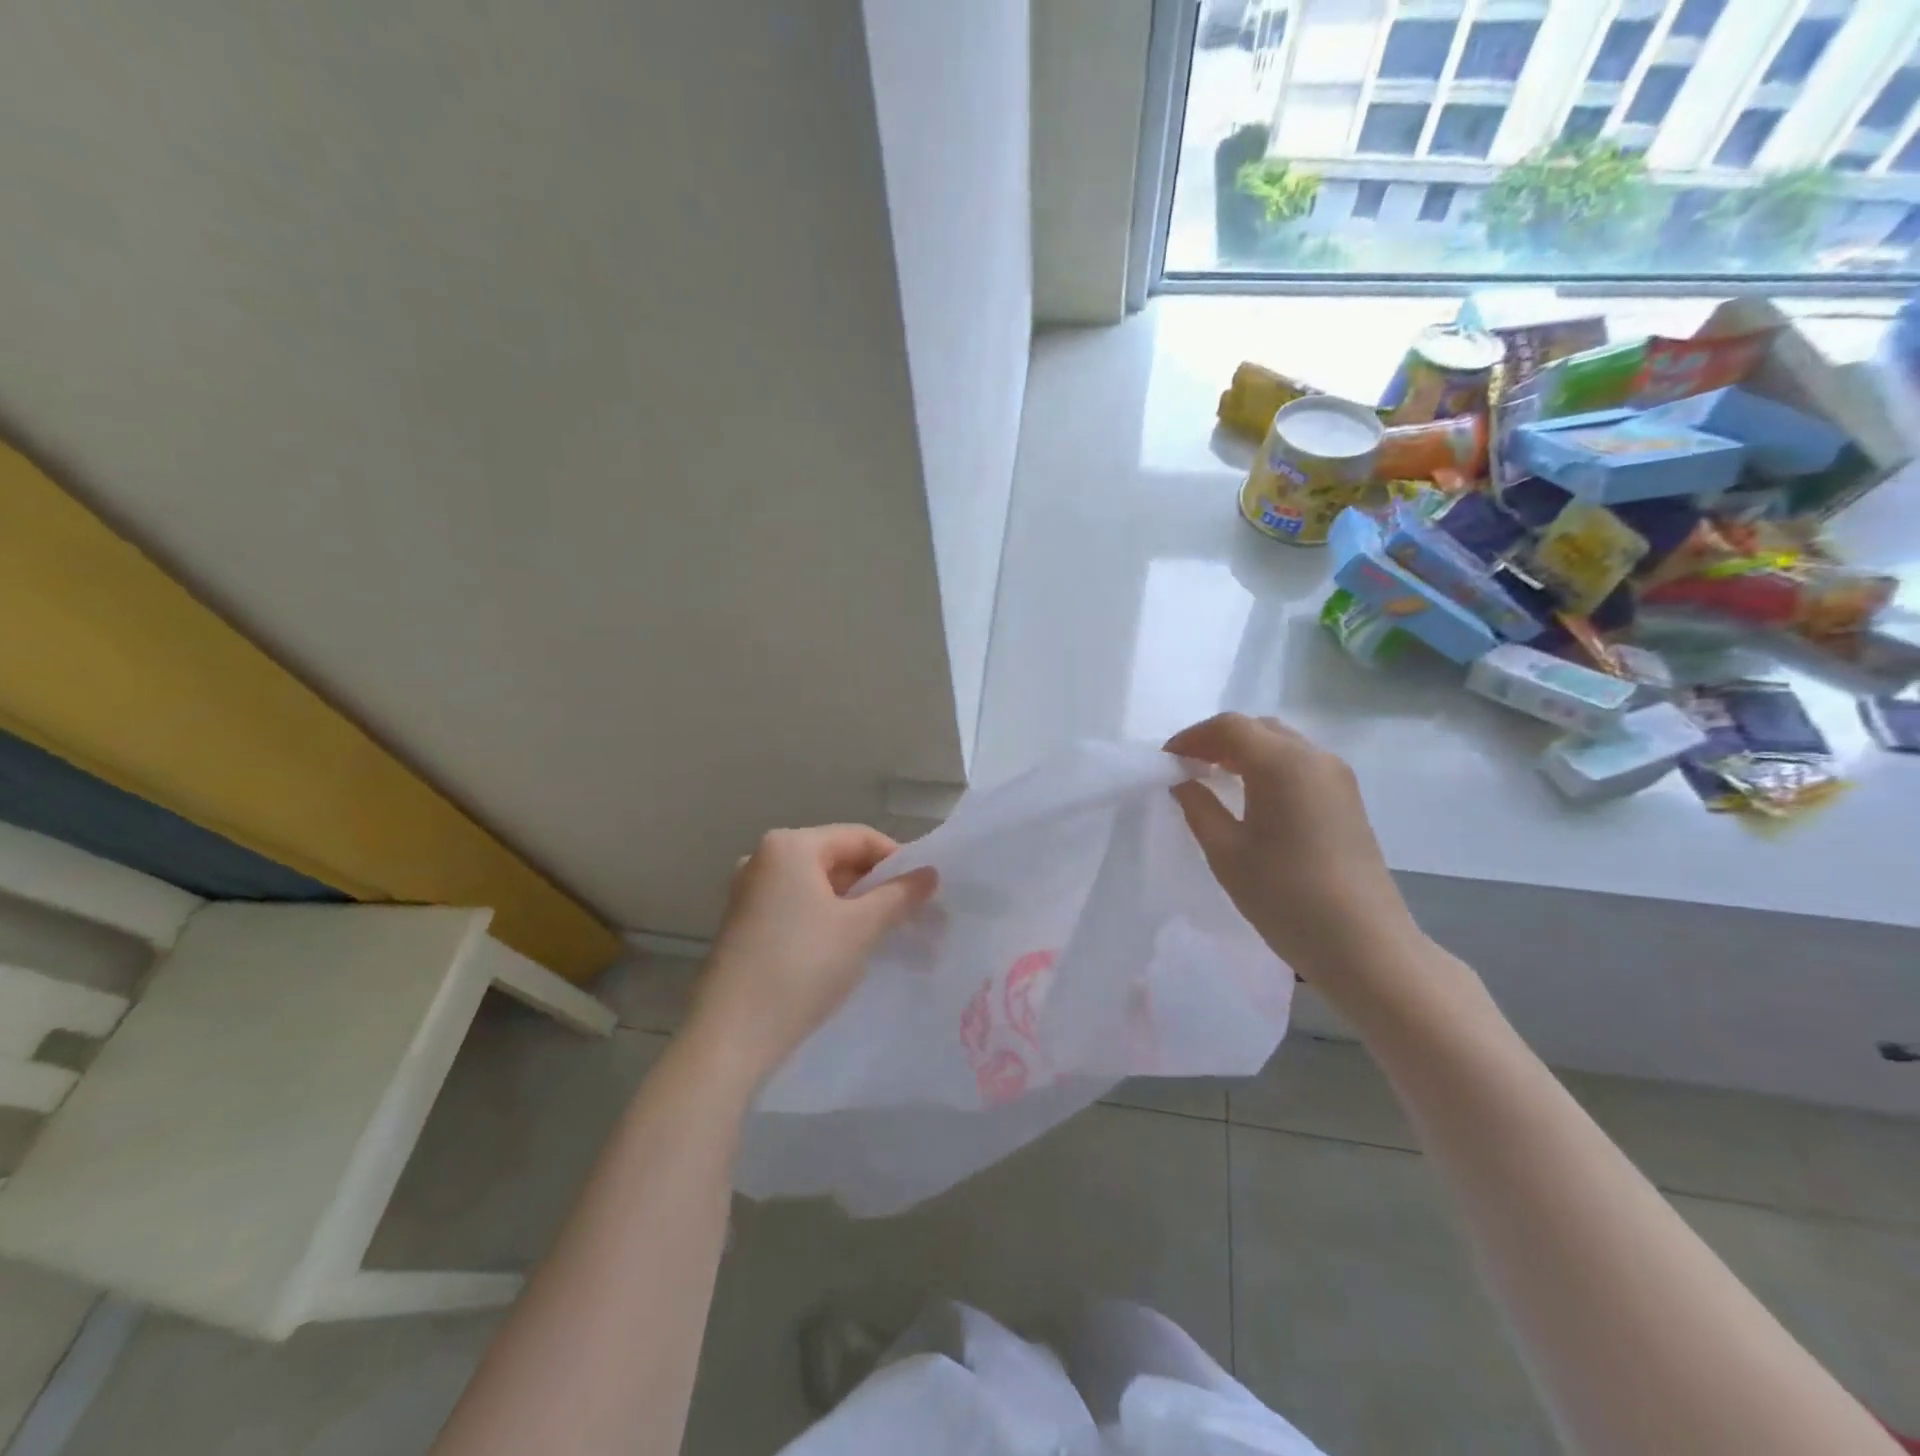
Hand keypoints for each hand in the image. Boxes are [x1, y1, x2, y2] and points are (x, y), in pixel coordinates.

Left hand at [685, 825, 936, 1090]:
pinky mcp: (742, 923)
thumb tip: (930, 873)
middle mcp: (762, 858)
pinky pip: (795, 906)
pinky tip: (842, 948)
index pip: (858, 837)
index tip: (923, 890)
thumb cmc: (802, 967)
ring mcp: (748, 891)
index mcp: (790, 845)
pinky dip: (824, 918)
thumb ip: (899, 895)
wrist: (731, 1036)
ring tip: (881, 932)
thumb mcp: (861, 928)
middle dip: (874, 884)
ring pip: (815, 885)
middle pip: (835, 857)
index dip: (897, 859)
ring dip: (851, 903)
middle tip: (908, 914)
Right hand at [1165, 713, 1423, 1003]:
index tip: (1166, 760)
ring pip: (1281, 744)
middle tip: (1187, 768)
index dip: (1192, 737)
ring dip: (1244, 752)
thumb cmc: (1286, 896)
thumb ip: (1199, 807)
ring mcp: (1337, 777)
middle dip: (1217, 741)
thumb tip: (1183, 781)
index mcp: (1282, 764)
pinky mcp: (1348, 799)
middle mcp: (1314, 757)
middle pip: (1258, 728)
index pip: (1229, 727)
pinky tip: (1251, 798)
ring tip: (1214, 781)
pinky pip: (1300, 764)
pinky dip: (1268, 767)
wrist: (1364, 944)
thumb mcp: (1226, 852)